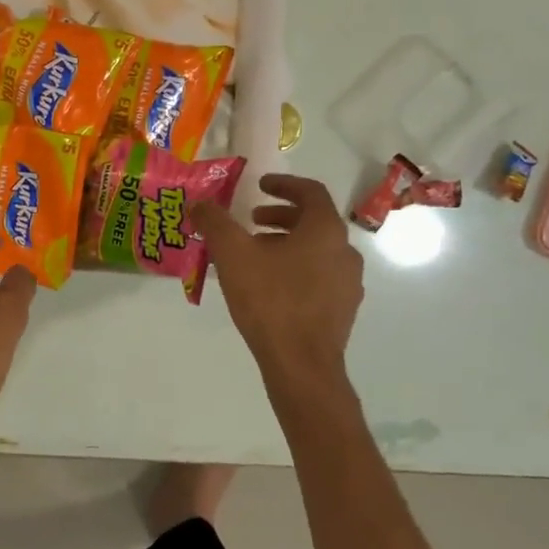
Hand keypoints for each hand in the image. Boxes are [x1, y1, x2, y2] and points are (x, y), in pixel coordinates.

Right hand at [193, 174, 363, 381]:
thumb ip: (215, 222)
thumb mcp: (232, 254)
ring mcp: (348, 283)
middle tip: (252, 222)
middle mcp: (345, 251)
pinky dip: (296, 269)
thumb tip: (199, 204)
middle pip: (314, 221)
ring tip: (256, 256)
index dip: (284, 184)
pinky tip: (269, 288)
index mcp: (325, 230)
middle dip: (281, 216)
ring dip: (287, 244)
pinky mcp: (343, 310)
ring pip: (317, 250)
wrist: (301, 364)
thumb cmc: (270, 300)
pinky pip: (320, 276)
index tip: (260, 186)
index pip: (310, 191)